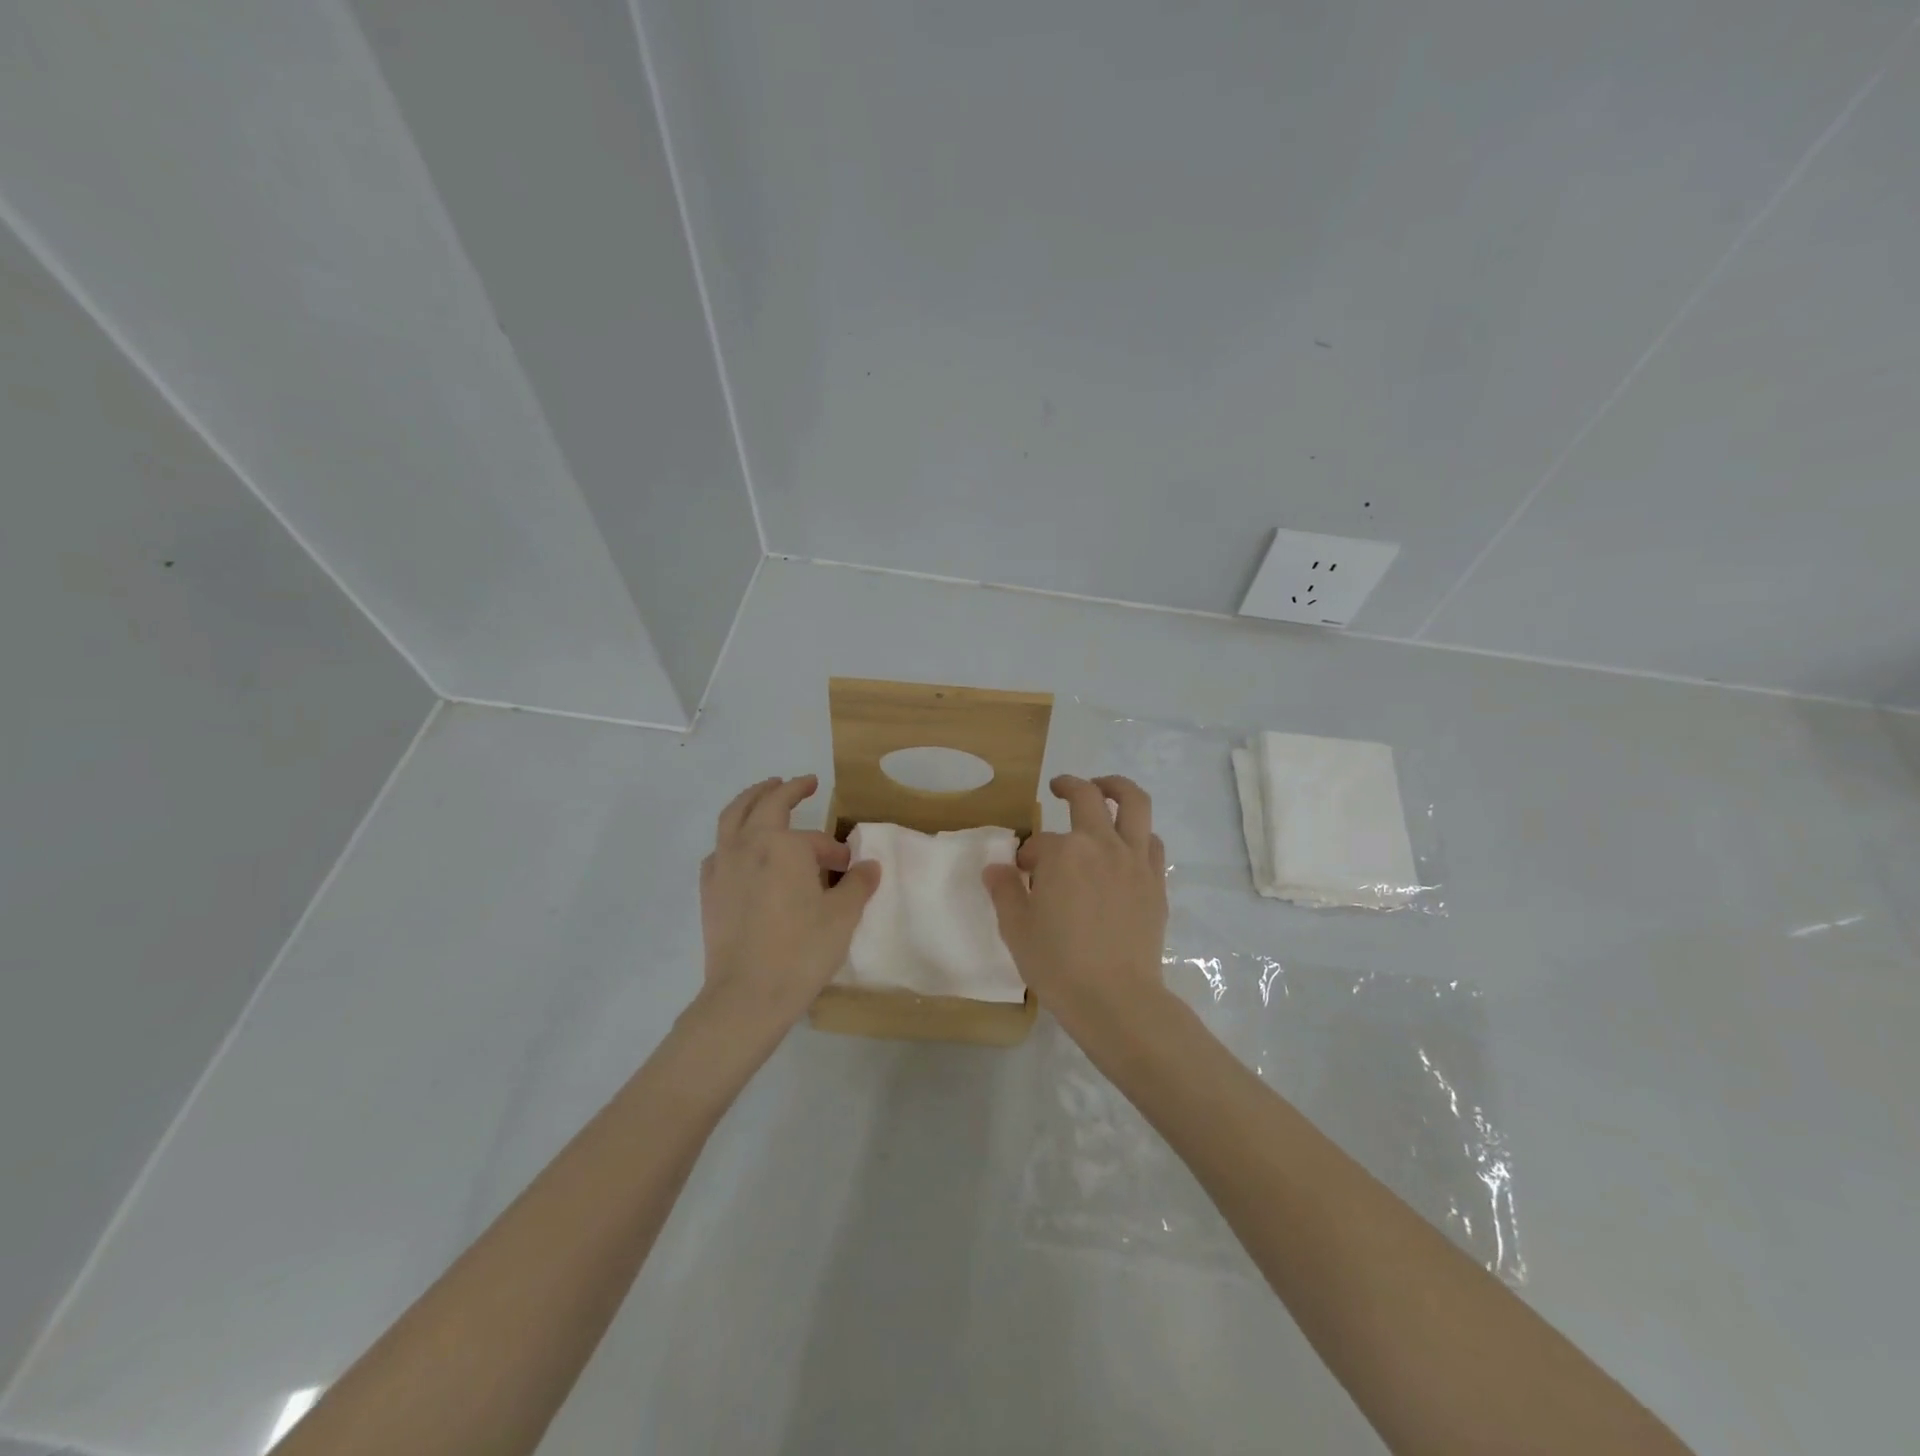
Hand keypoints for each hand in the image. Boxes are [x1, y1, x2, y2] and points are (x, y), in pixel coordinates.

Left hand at [698, 775, 880, 1034]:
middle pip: (764, 803)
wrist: (748, 995)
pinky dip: (731, 838)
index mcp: (783, 845)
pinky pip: (719, 850)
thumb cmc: (801, 950)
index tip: (850, 867)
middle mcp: (748, 845)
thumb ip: (858, 884)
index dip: (835, 851)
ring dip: (750, 800)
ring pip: (732, 818)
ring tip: (763, 793)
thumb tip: (868, 866)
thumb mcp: (843, 915)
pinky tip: (739, 850)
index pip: (815, 839)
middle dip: (785, 789)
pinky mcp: (709, 891)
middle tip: (803, 783)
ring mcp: (722, 866)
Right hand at [982, 774, 1168, 1036]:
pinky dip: (1138, 832)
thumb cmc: (1058, 964)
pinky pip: (1151, 841)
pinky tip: (1126, 843)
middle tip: (1059, 787)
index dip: (1027, 855)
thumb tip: (996, 868)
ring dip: (1116, 788)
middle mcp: (1101, 844)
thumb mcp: (1016, 928)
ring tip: (1104, 788)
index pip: (1039, 842)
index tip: (1021, 873)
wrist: (1115, 999)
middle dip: (1069, 786)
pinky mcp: (1156, 881)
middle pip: (1088, 797)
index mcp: (1063, 852)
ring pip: (1134, 803)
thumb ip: (1005, 891)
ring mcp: (1134, 860)